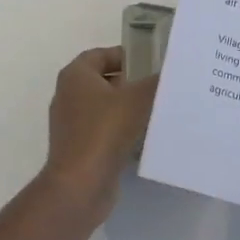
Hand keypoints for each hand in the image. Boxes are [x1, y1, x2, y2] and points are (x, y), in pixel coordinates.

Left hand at [40, 47, 158, 222]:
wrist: (80, 185)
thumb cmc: (105, 131)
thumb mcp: (137, 99)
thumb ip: (155, 82)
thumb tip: (170, 72)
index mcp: (75, 76)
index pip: (100, 54)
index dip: (125, 56)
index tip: (150, 64)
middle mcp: (68, 95)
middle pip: (103, 81)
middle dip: (130, 83)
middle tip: (158, 87)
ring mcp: (71, 124)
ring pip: (104, 108)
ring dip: (127, 109)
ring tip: (157, 111)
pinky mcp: (79, 148)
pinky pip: (103, 131)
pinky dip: (121, 131)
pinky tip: (144, 138)